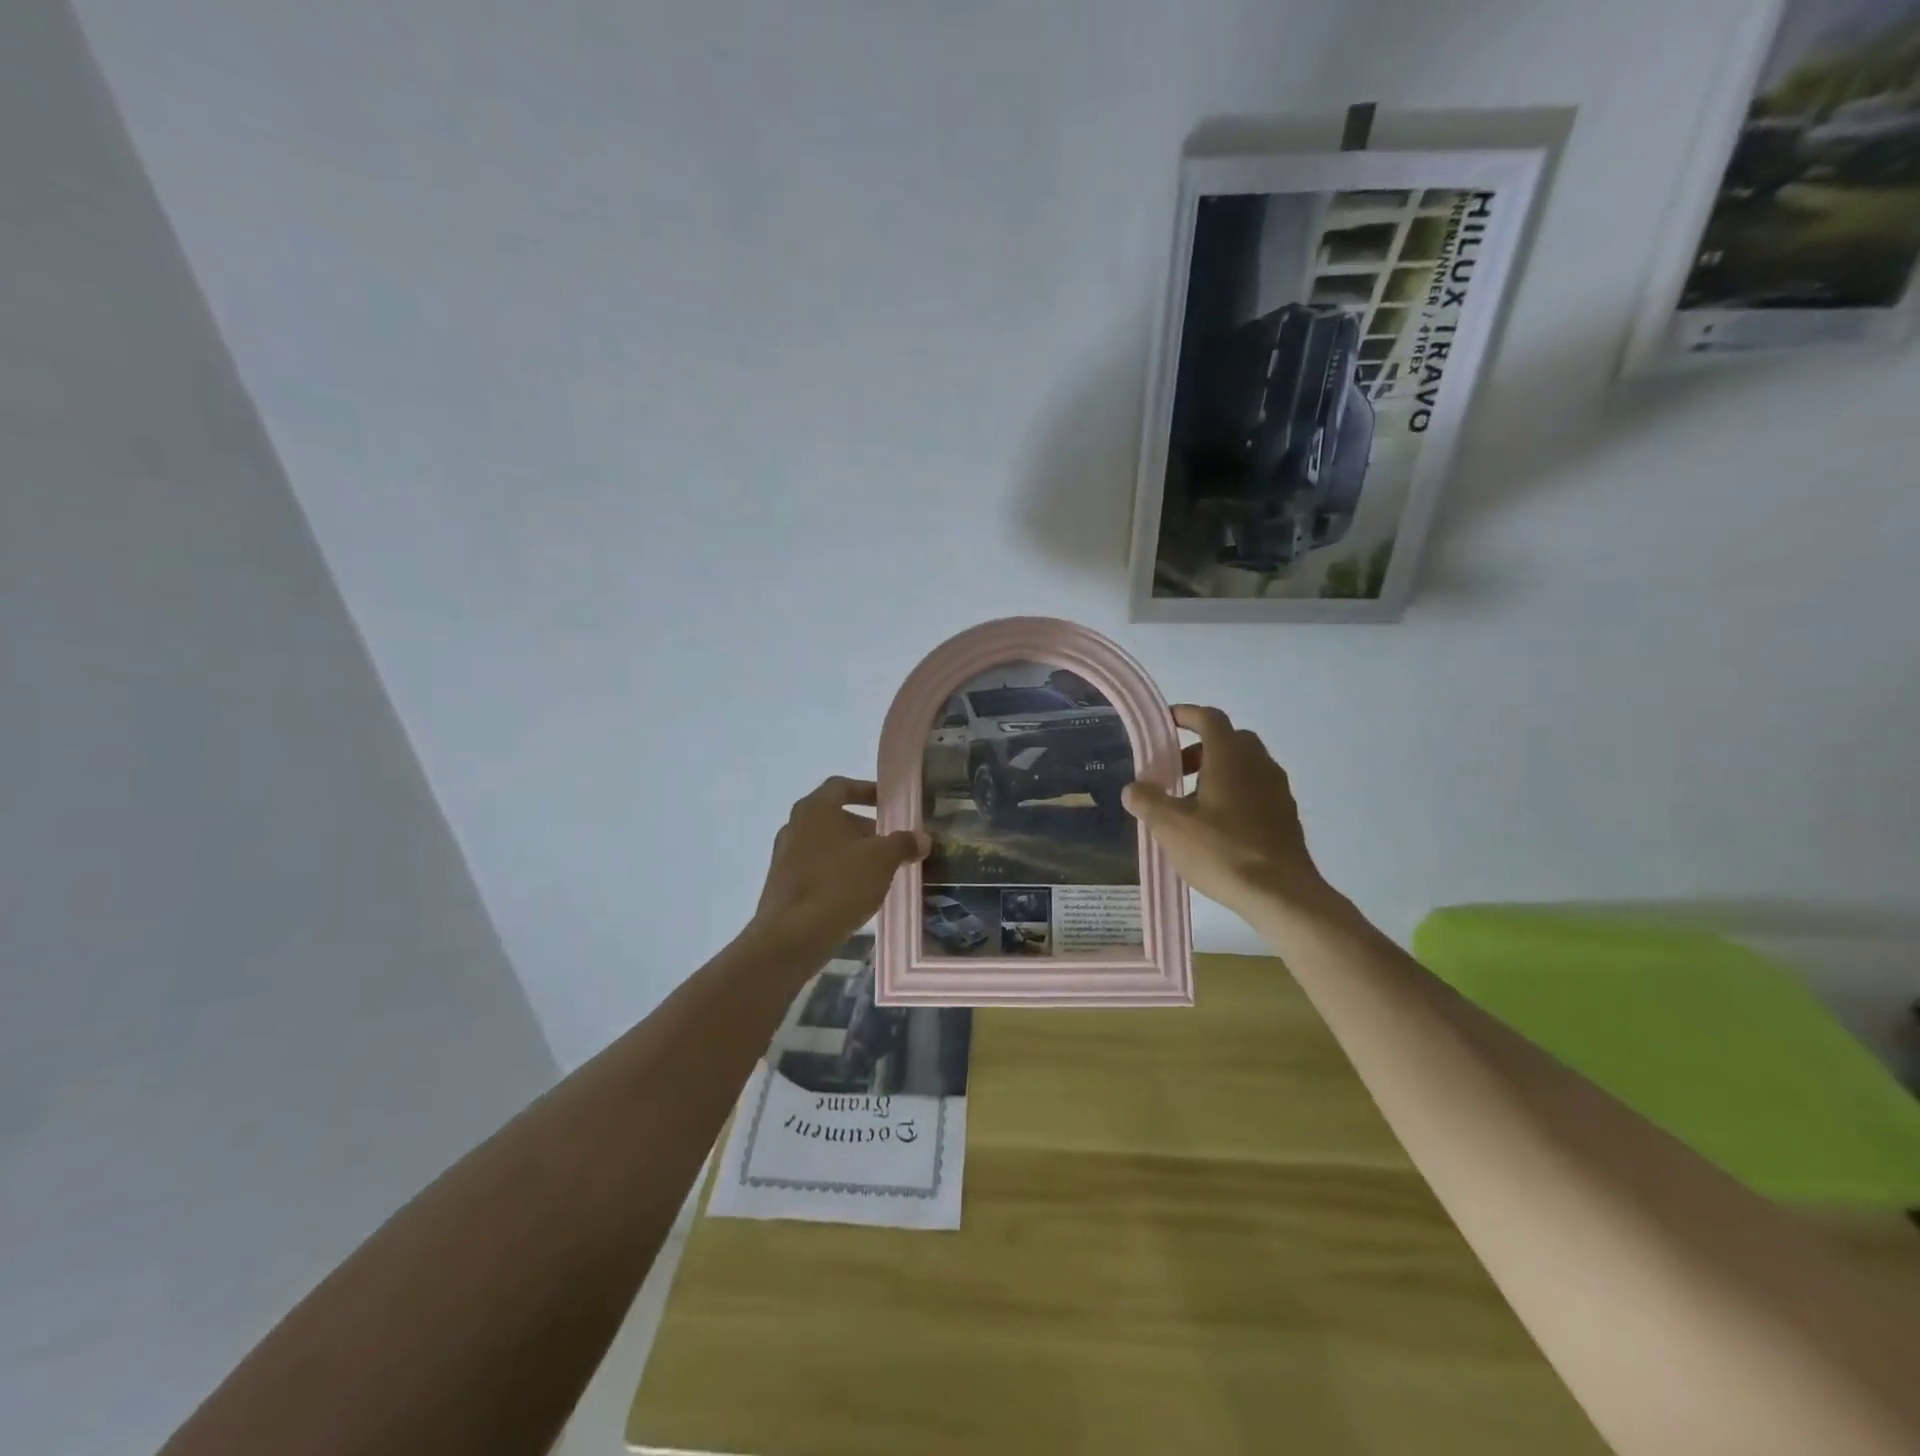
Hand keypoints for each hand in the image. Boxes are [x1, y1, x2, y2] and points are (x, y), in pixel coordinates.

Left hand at [749, 776, 928, 963]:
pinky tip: (856, 893)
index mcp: (815, 808)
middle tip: (890, 843)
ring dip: (851, 853)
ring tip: (878, 871)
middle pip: (834, 817)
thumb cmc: (839, 884)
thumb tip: (921, 838)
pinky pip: (815, 868)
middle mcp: (795, 825)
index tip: (889, 803)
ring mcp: (784, 856)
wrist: (792, 937)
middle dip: (864, 828)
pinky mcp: (782, 884)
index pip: (842, 786)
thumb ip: (903, 843)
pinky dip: (836, 873)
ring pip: (825, 845)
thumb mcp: (882, 860)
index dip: (867, 790)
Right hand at [1122, 705, 1328, 919]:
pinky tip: (1217, 826)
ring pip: (1245, 766)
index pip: (1209, 718)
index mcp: (1230, 757)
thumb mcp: (1170, 826)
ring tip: (1192, 804)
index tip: (1166, 722)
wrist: (1281, 893)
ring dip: (1218, 773)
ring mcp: (1277, 790)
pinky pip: (1257, 790)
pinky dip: (1235, 794)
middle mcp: (1259, 764)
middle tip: (1175, 770)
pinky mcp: (1286, 816)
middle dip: (1200, 748)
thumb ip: (1148, 801)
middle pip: (1229, 740)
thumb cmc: (1222, 850)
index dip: (1186, 715)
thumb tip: (1133, 788)